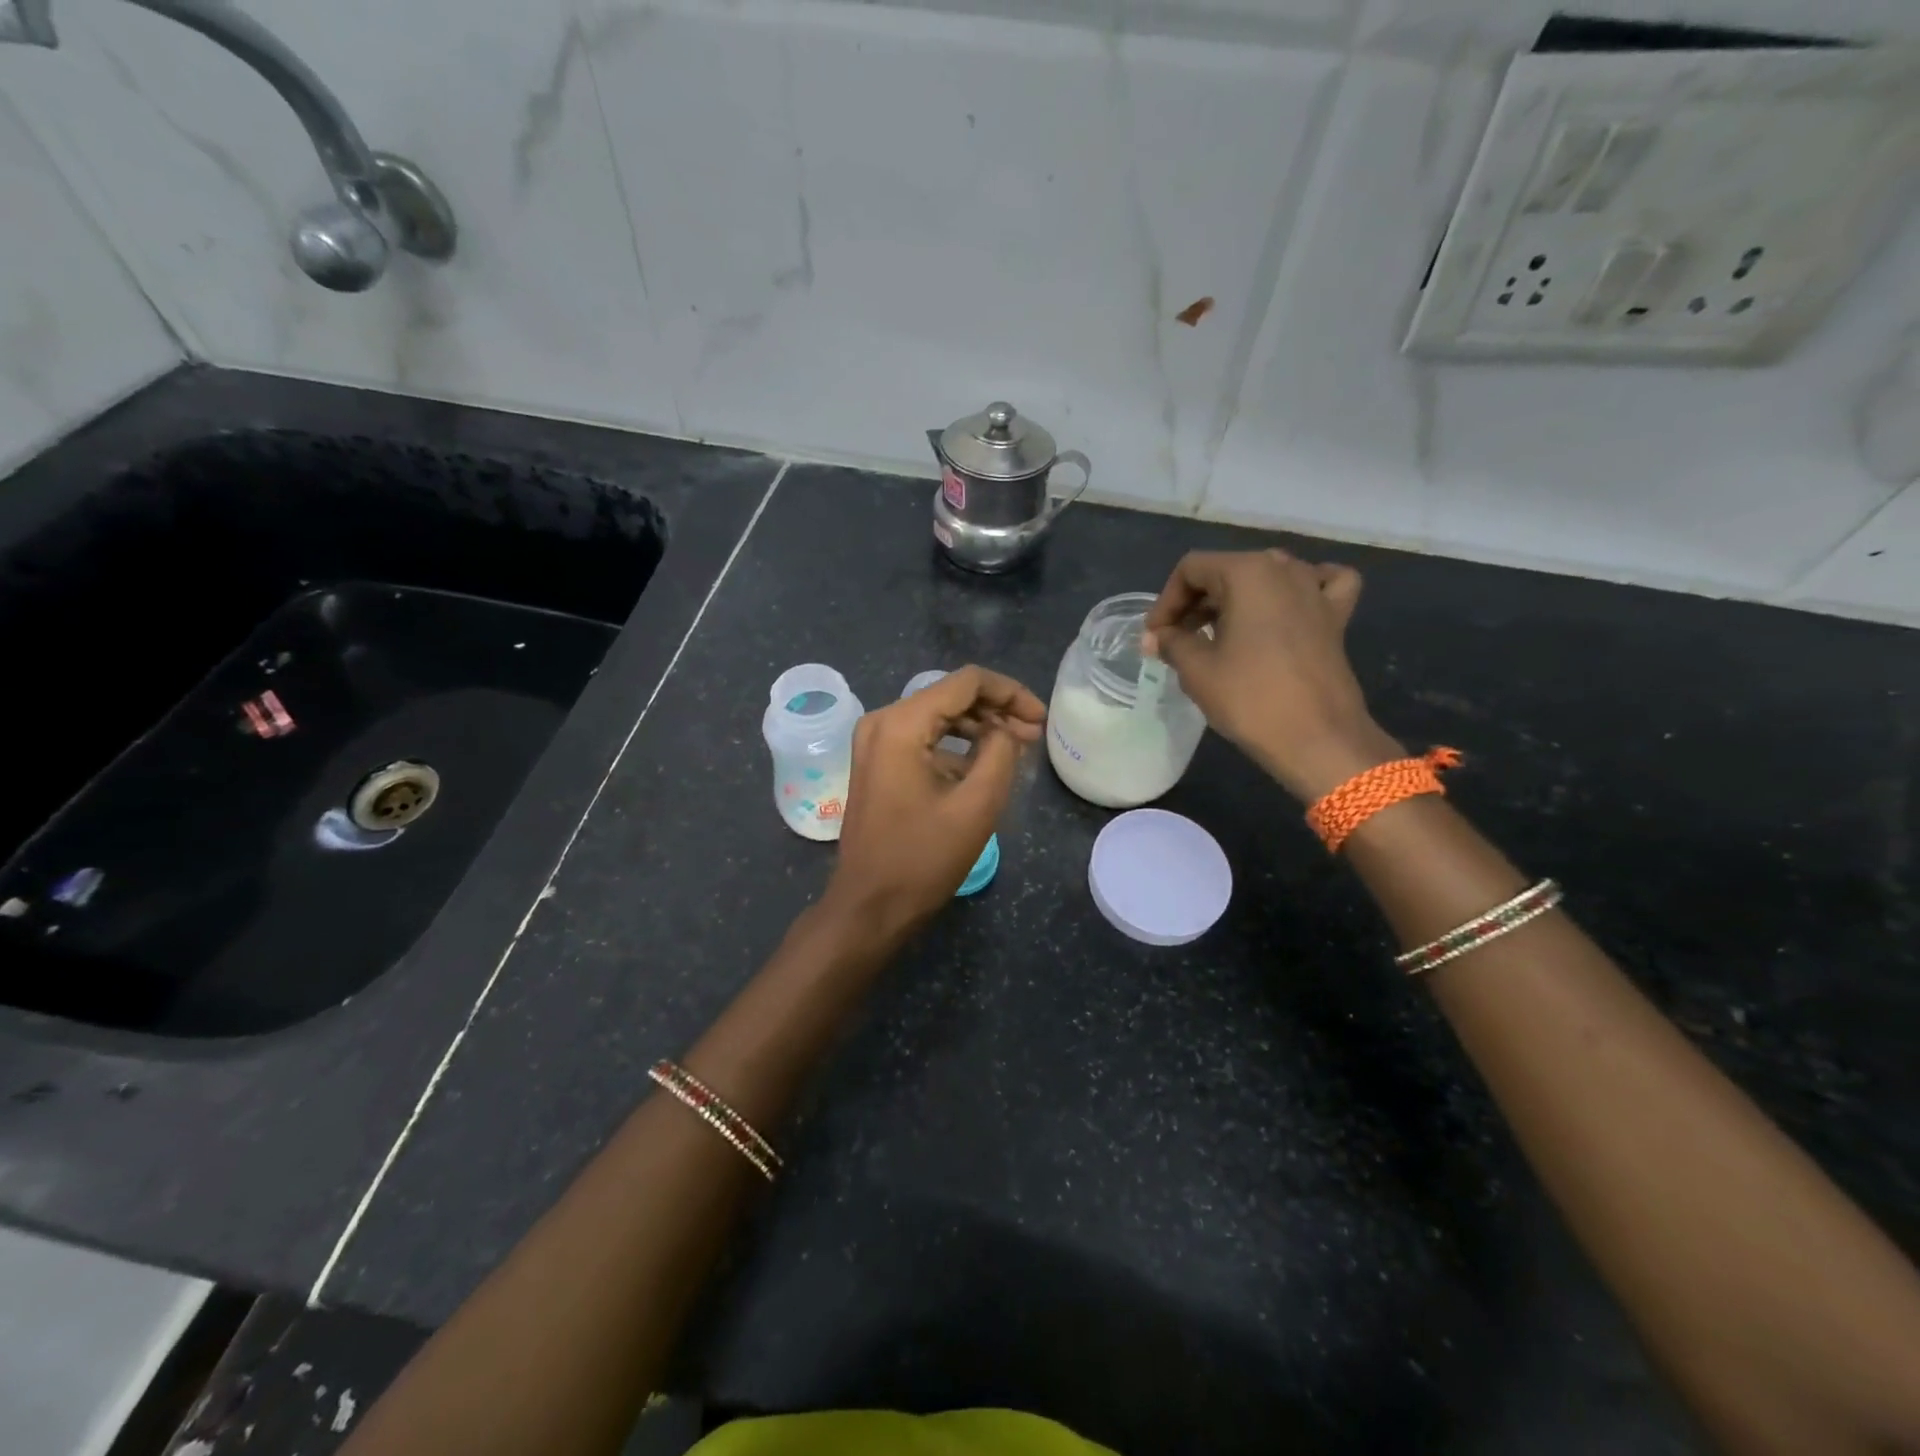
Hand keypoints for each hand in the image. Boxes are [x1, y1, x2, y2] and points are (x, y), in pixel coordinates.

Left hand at [825, 665, 1045, 940]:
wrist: (869, 905)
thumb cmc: (923, 859)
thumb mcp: (976, 805)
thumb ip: (1000, 752)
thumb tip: (1008, 728)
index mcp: (901, 723)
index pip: (967, 682)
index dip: (1011, 693)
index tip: (1041, 719)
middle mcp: (881, 721)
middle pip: (950, 695)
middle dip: (997, 709)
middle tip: (1034, 735)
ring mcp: (874, 742)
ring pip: (938, 716)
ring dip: (978, 726)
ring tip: (1017, 747)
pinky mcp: (876, 763)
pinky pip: (922, 738)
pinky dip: (955, 745)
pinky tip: (983, 765)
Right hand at [1142, 548, 1401, 800]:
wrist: (1318, 739)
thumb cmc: (1250, 698)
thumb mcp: (1196, 669)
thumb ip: (1171, 642)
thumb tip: (1157, 636)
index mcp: (1248, 572)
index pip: (1191, 569)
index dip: (1165, 601)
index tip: (1155, 637)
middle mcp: (1285, 569)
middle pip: (1226, 571)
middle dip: (1195, 604)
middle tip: (1175, 641)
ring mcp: (1316, 590)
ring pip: (1265, 578)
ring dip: (1234, 601)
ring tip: (1216, 635)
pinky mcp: (1336, 617)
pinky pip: (1318, 586)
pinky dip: (1298, 592)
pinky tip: (1287, 610)